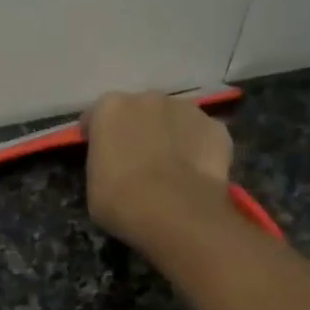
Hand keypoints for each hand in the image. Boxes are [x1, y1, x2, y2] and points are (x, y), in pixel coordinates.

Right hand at [83, 91, 233, 251]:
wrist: (174, 212)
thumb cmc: (120, 201)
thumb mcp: (93, 186)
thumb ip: (102, 164)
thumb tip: (115, 165)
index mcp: (111, 109)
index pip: (97, 116)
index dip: (97, 136)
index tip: (99, 155)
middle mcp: (148, 98)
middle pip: (139, 111)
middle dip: (137, 130)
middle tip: (137, 162)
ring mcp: (187, 109)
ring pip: (174, 119)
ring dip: (169, 136)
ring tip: (170, 169)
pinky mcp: (216, 128)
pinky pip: (201, 136)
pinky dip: (197, 149)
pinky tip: (194, 174)